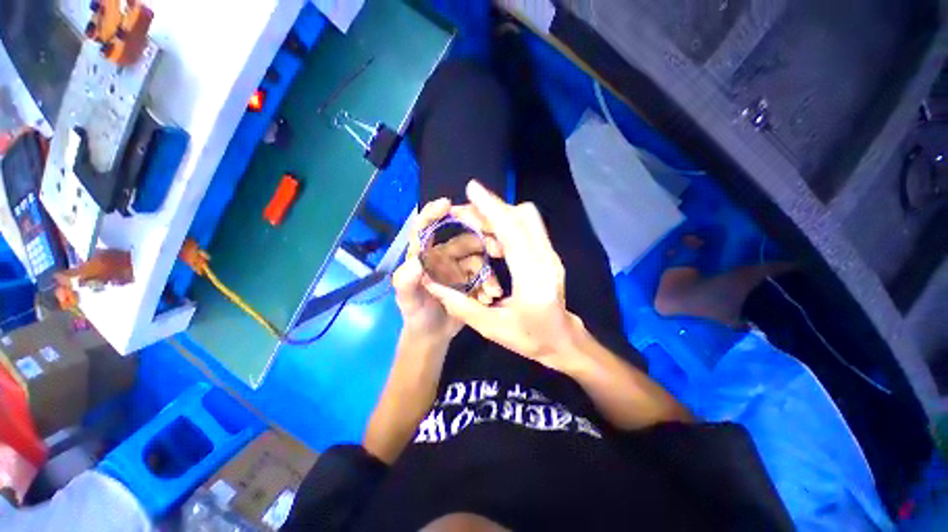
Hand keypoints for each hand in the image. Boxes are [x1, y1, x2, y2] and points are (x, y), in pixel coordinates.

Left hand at [394, 198, 502, 343]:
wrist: (433, 334)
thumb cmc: (416, 314)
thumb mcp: (407, 301)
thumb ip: (405, 282)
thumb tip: (415, 262)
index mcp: (425, 255)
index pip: (426, 228)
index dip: (433, 213)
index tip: (447, 204)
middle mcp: (444, 257)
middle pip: (465, 240)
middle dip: (482, 242)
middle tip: (498, 250)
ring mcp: (460, 268)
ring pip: (480, 260)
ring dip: (489, 274)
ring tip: (492, 292)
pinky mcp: (473, 280)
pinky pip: (486, 276)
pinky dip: (490, 285)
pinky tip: (490, 298)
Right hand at [423, 180, 583, 371]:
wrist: (563, 340)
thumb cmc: (530, 339)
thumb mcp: (491, 329)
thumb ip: (461, 306)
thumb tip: (432, 283)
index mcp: (533, 280)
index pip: (513, 233)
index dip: (492, 208)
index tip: (472, 189)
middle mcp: (547, 261)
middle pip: (523, 217)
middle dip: (493, 207)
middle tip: (465, 212)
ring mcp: (552, 255)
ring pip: (528, 219)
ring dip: (501, 214)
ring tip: (476, 222)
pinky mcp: (550, 254)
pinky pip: (530, 227)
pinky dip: (509, 223)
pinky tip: (493, 235)